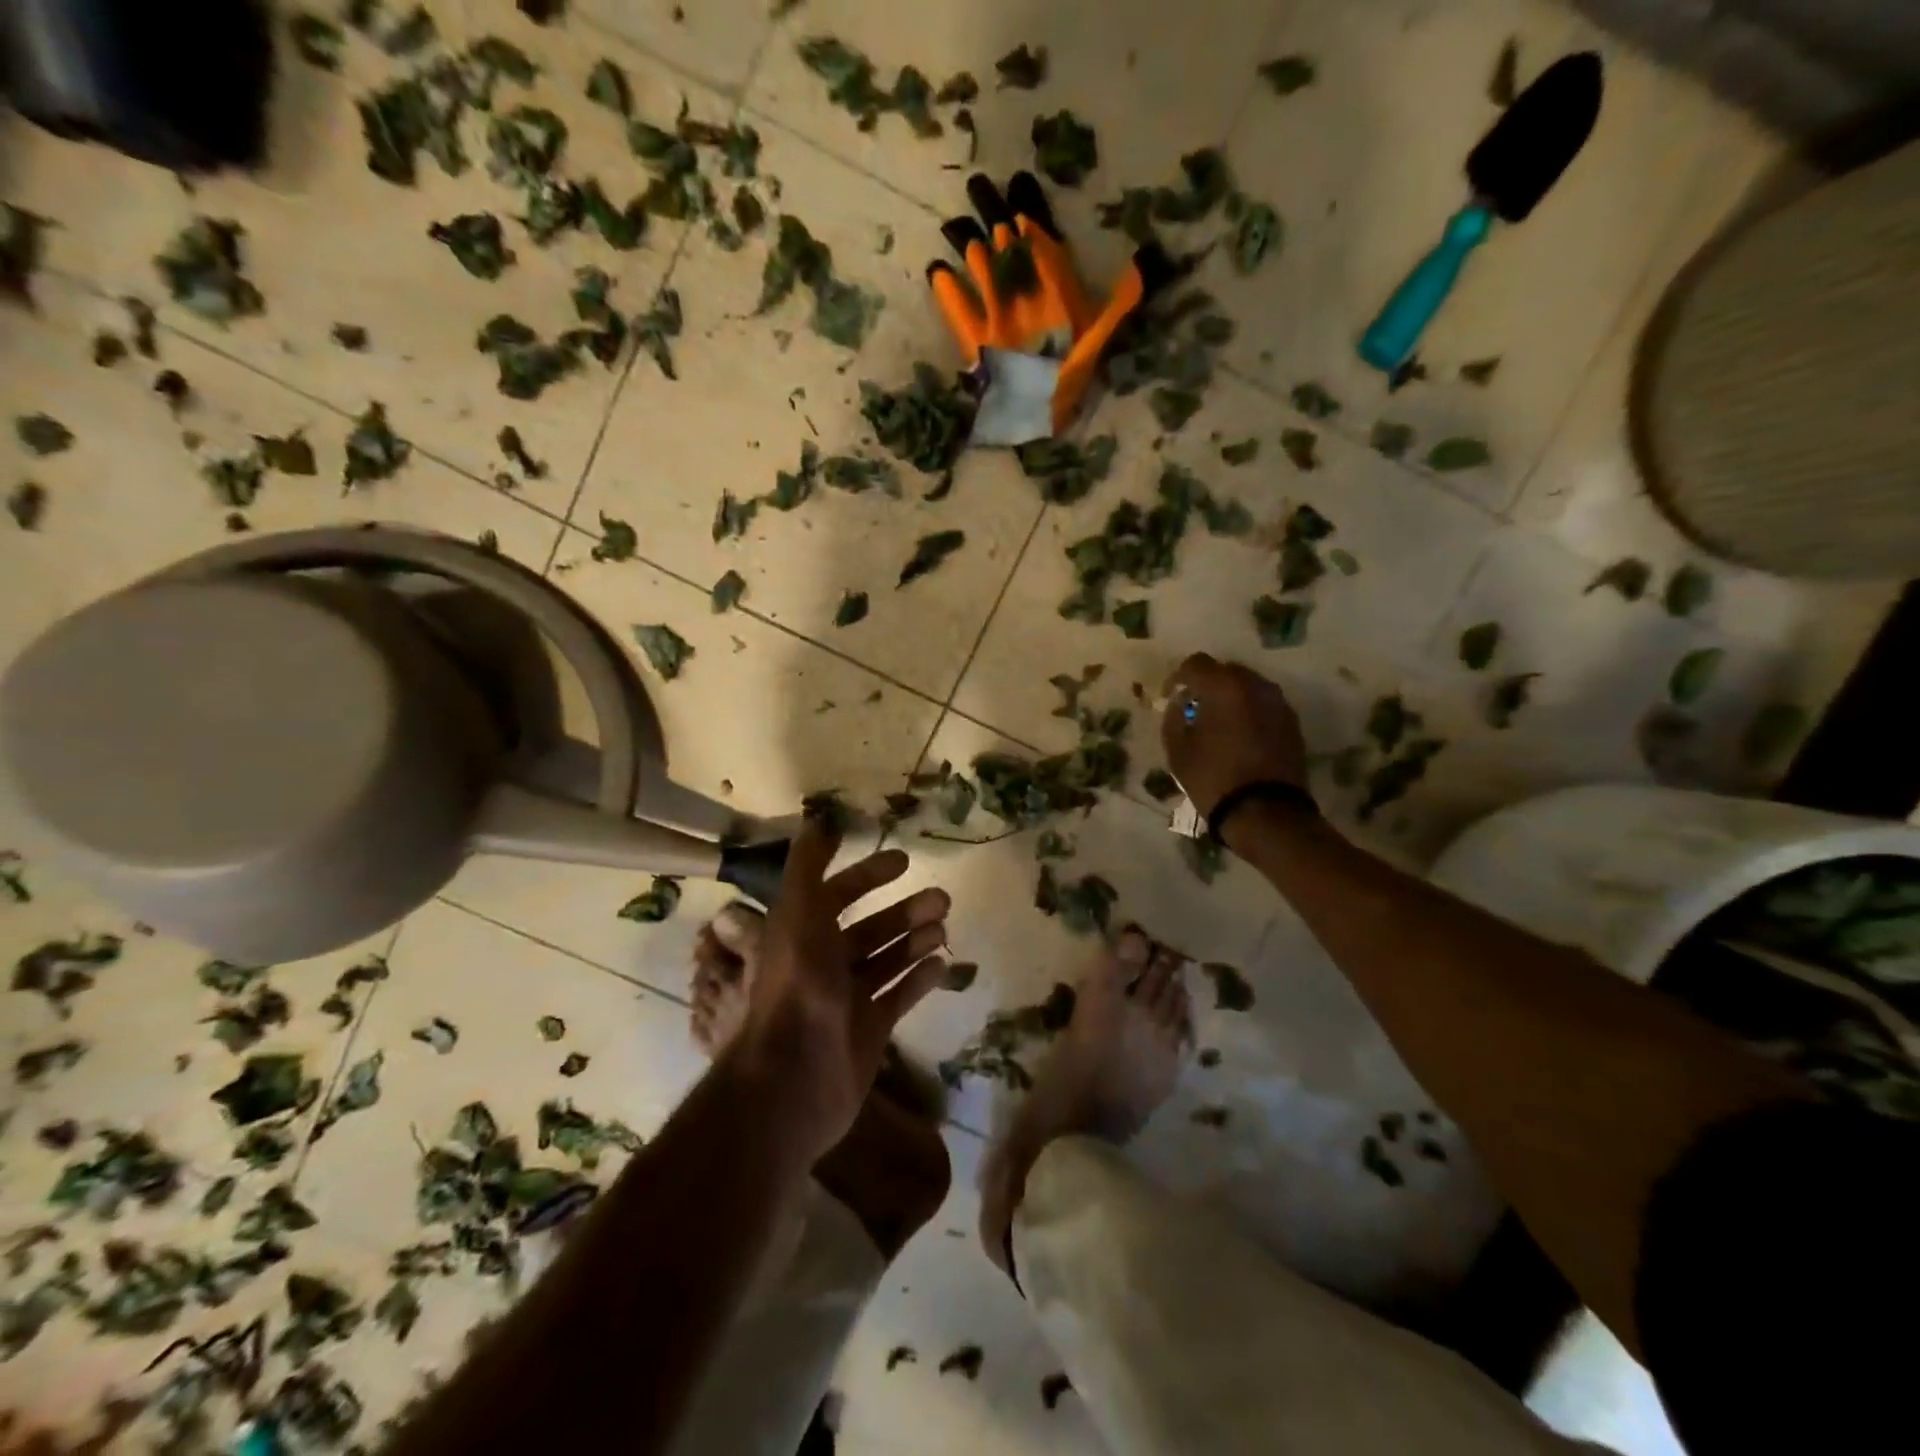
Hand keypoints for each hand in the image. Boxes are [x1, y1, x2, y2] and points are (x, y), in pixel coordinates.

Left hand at [730, 820, 951, 1166]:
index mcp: (802, 934)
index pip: (837, 894)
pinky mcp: (870, 1030)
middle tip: (941, 898)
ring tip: (945, 927)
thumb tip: (820, 820)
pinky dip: (919, 979)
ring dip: (915, 941)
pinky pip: (899, 997)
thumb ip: (807, 865)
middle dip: (904, 911)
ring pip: (888, 960)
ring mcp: (848, 1000)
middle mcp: (824, 964)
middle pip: (870, 929)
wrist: (795, 1076)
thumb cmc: (796, 984)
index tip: (903, 860)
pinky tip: (944, 964)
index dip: (867, 875)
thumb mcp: (797, 911)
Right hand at [1159, 653, 1307, 826]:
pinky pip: (1263, 705)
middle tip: (1193, 709)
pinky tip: (1239, 735)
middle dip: (1206, 685)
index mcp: (1224, 687)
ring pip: (1248, 687)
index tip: (1169, 698)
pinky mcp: (1292, 723)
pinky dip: (1248, 711)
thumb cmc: (1214, 778)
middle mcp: (1255, 685)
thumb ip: (1173, 719)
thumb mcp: (1178, 751)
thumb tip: (1179, 705)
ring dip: (1230, 697)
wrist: (1266, 812)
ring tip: (1217, 723)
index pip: (1195, 664)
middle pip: (1225, 671)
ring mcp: (1278, 703)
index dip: (1177, 678)